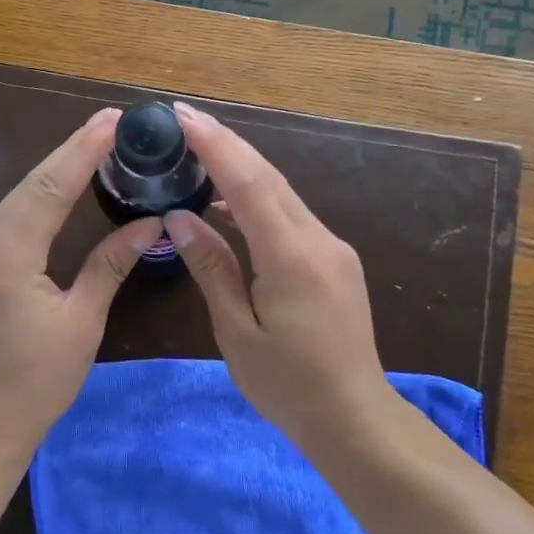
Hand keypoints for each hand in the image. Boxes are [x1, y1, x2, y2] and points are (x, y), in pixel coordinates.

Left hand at [0, 108, 162, 460]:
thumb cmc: (39, 381)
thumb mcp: (82, 320)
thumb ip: (111, 264)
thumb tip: (148, 224)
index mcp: (7, 257)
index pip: (49, 188)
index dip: (82, 151)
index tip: (112, 120)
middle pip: (28, 186)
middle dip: (69, 152)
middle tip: (110, 125)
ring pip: (15, 201)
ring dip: (53, 173)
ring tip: (92, 148)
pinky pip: (7, 222)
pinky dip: (37, 200)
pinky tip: (59, 191)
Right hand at [164, 102, 397, 455]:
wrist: (352, 417)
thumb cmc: (287, 384)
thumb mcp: (236, 331)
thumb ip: (211, 268)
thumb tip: (180, 218)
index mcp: (291, 257)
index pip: (250, 184)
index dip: (216, 145)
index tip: (183, 116)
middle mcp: (319, 241)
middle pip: (270, 178)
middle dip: (227, 144)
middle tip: (185, 120)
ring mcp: (333, 249)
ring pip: (283, 195)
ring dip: (243, 169)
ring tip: (200, 153)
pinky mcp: (335, 261)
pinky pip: (292, 217)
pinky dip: (260, 200)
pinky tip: (231, 205)